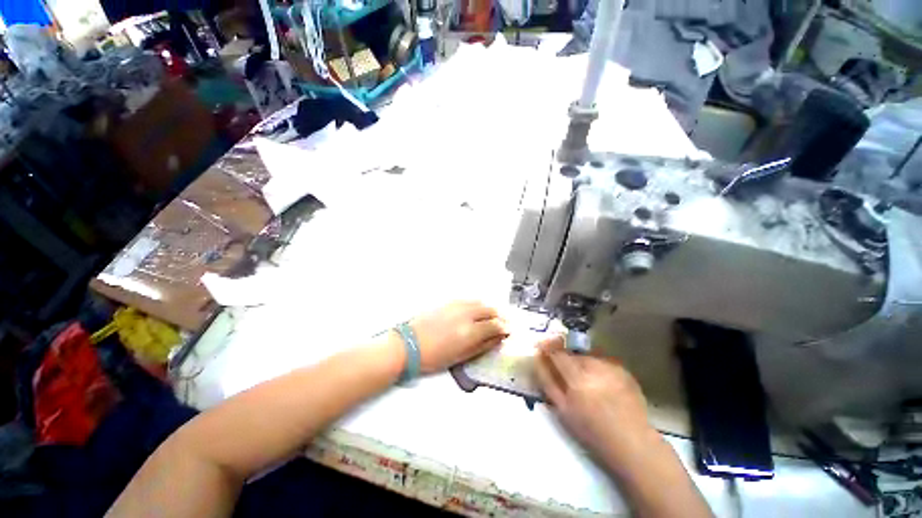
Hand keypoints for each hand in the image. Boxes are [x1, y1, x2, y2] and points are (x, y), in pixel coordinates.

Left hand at [409, 301, 507, 373]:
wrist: (408, 344)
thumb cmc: (434, 356)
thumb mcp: (461, 357)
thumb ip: (482, 346)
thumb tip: (498, 339)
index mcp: (470, 331)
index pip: (495, 325)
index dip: (505, 328)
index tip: (509, 331)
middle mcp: (467, 314)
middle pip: (490, 310)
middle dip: (501, 316)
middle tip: (505, 322)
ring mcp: (457, 305)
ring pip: (481, 302)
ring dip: (491, 308)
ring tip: (494, 315)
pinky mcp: (449, 301)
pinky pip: (469, 299)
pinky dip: (478, 304)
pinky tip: (478, 309)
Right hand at [534, 336, 655, 464]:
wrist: (632, 444)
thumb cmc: (592, 431)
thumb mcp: (562, 410)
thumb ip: (547, 381)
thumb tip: (537, 358)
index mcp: (578, 379)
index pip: (557, 353)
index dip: (547, 348)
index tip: (541, 348)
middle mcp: (595, 367)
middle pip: (573, 354)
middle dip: (566, 359)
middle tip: (565, 372)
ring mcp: (612, 367)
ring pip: (588, 357)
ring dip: (582, 364)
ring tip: (585, 381)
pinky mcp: (625, 371)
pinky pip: (603, 363)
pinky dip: (598, 369)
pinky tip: (602, 384)